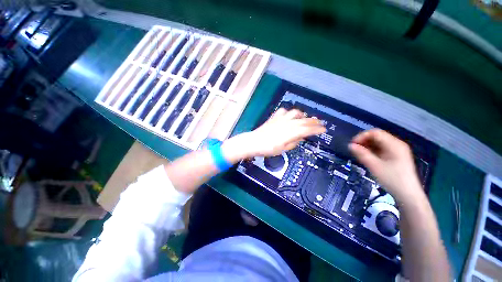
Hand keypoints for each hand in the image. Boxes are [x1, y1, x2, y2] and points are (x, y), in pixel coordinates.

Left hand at [222, 108, 325, 161]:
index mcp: (291, 133)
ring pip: (295, 113)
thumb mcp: (283, 149)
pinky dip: (289, 112)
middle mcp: (288, 124)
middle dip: (313, 121)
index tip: (324, 129)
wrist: (254, 142)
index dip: (317, 129)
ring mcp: (280, 119)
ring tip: (306, 118)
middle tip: (320, 123)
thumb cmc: (268, 149)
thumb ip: (293, 143)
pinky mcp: (274, 117)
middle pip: (304, 120)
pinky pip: (284, 111)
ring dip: (302, 115)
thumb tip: (300, 138)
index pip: (307, 130)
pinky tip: (289, 115)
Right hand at [349, 129, 423, 202]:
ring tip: (359, 155)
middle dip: (363, 141)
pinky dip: (372, 151)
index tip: (352, 145)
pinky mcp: (395, 157)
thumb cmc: (392, 179)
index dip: (362, 136)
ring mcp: (396, 151)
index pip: (375, 133)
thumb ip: (362, 154)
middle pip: (377, 137)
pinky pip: (381, 149)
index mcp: (394, 144)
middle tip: (354, 150)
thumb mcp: (374, 166)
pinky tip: (367, 158)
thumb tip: (350, 145)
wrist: (408, 195)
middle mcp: (396, 144)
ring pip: (378, 143)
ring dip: (367, 147)